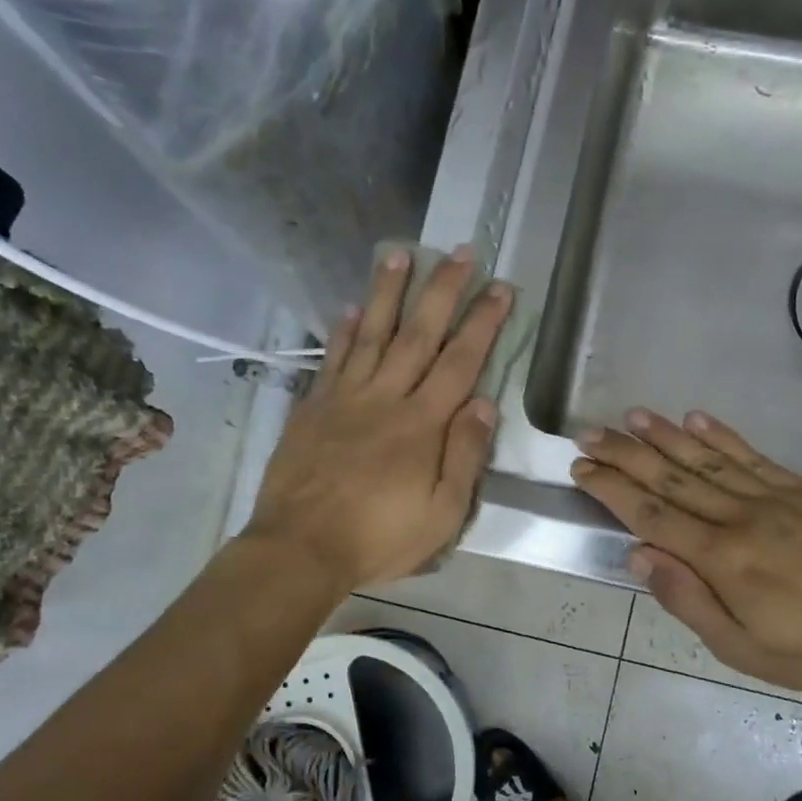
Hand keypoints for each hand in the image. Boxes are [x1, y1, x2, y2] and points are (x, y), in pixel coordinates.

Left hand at [245, 247, 512, 592]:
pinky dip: (344, 331)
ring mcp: (345, 399)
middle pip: (419, 334)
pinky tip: (353, 307)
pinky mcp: (314, 408)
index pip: (461, 362)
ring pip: (372, 334)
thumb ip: (464, 456)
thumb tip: (486, 404)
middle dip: (443, 291)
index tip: (500, 288)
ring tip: (400, 254)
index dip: (483, 322)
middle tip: (462, 252)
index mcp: (422, 425)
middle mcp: (385, 398)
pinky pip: (332, 359)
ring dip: (388, 293)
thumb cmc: (378, 538)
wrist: (300, 548)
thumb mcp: (441, 514)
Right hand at [570, 410, 801, 695]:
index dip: (611, 489)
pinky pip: (754, 456)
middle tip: (589, 433)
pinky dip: (722, 435)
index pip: (651, 515)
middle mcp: (741, 517)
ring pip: (707, 459)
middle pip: (671, 479)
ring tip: (631, 417)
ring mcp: (775, 497)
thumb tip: (638, 555)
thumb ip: (687, 600)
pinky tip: (695, 418)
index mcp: (721, 559)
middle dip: (625, 455)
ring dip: (664, 436)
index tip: (582, 467)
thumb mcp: (740, 648)